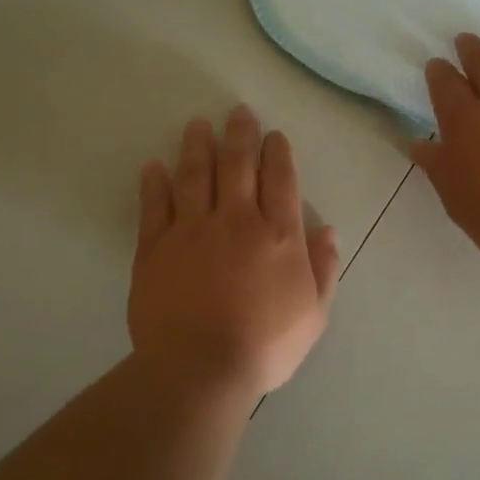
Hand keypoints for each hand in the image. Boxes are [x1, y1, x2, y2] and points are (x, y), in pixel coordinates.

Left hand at [129, 106, 339, 399]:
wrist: (200, 367)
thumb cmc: (266, 345)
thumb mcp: (314, 313)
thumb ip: (323, 268)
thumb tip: (326, 229)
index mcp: (278, 235)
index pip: (280, 179)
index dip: (277, 152)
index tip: (272, 135)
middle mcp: (236, 220)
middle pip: (237, 165)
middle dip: (239, 134)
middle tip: (237, 112)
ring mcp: (192, 230)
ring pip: (194, 175)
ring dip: (196, 146)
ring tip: (197, 126)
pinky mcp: (155, 247)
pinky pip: (154, 205)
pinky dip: (153, 183)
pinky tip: (153, 166)